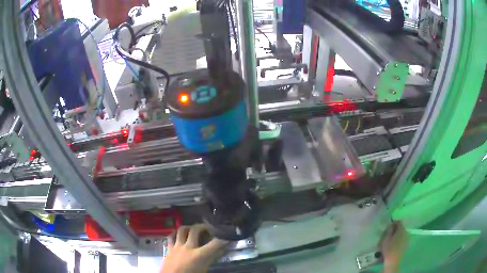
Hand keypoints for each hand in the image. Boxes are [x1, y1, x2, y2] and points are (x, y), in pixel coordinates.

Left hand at [161, 225, 228, 272]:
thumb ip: (211, 259)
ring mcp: (177, 246)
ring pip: (181, 229)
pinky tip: (179, 236)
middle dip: (204, 226)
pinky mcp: (169, 248)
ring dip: (188, 227)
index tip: (228, 234)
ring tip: (192, 229)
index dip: (224, 238)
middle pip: (195, 229)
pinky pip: (171, 236)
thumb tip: (220, 250)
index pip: (215, 243)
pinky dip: (176, 234)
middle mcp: (188, 247)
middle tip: (208, 228)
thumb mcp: (204, 269)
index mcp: (199, 255)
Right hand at [380, 222, 407, 272]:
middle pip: (401, 227)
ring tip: (391, 241)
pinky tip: (394, 245)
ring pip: (402, 233)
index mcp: (401, 229)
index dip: (393, 223)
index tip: (388, 228)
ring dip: (397, 235)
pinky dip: (399, 240)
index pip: (399, 221)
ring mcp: (407, 238)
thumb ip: (389, 230)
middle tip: (388, 235)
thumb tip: (391, 225)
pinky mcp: (406, 244)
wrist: (394, 261)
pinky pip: (403, 239)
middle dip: (395, 230)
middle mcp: (406, 232)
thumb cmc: (389, 249)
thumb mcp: (385, 239)